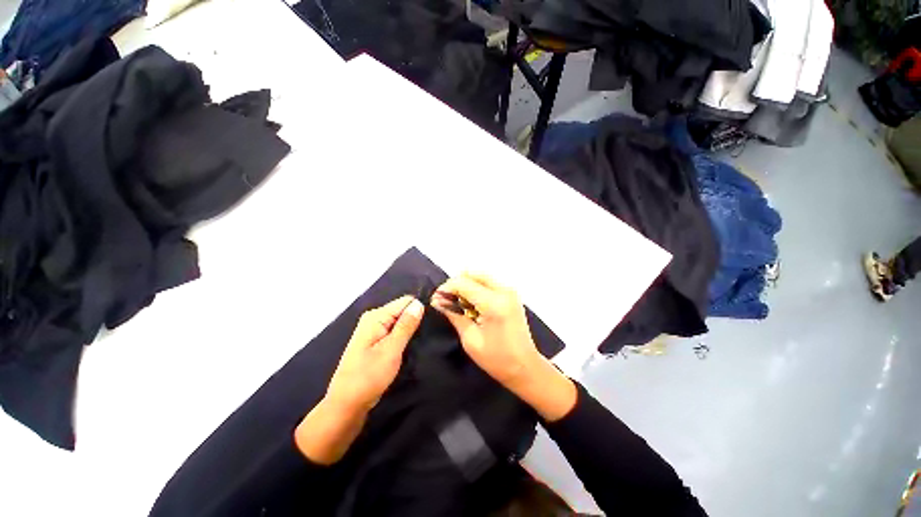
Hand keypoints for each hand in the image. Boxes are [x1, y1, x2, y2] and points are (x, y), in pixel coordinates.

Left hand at [326, 296, 424, 411]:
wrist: (347, 405)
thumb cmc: (369, 376)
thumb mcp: (391, 349)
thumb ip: (406, 325)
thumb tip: (419, 303)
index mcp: (376, 316)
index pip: (406, 301)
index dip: (419, 310)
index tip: (429, 324)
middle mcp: (374, 319)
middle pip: (402, 311)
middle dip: (414, 321)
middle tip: (424, 337)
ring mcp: (373, 331)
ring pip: (400, 323)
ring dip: (409, 331)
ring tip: (418, 343)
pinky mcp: (375, 342)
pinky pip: (394, 332)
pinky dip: (403, 339)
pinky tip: (409, 348)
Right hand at [431, 273, 537, 386]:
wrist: (525, 367)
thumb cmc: (497, 359)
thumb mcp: (470, 339)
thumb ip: (454, 315)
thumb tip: (437, 300)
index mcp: (494, 303)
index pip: (464, 283)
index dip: (446, 288)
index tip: (436, 299)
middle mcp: (504, 291)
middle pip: (473, 273)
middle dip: (457, 283)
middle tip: (447, 300)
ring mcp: (510, 291)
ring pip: (481, 276)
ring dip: (466, 284)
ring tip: (459, 302)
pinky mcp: (512, 294)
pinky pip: (489, 282)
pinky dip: (477, 288)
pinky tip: (472, 304)